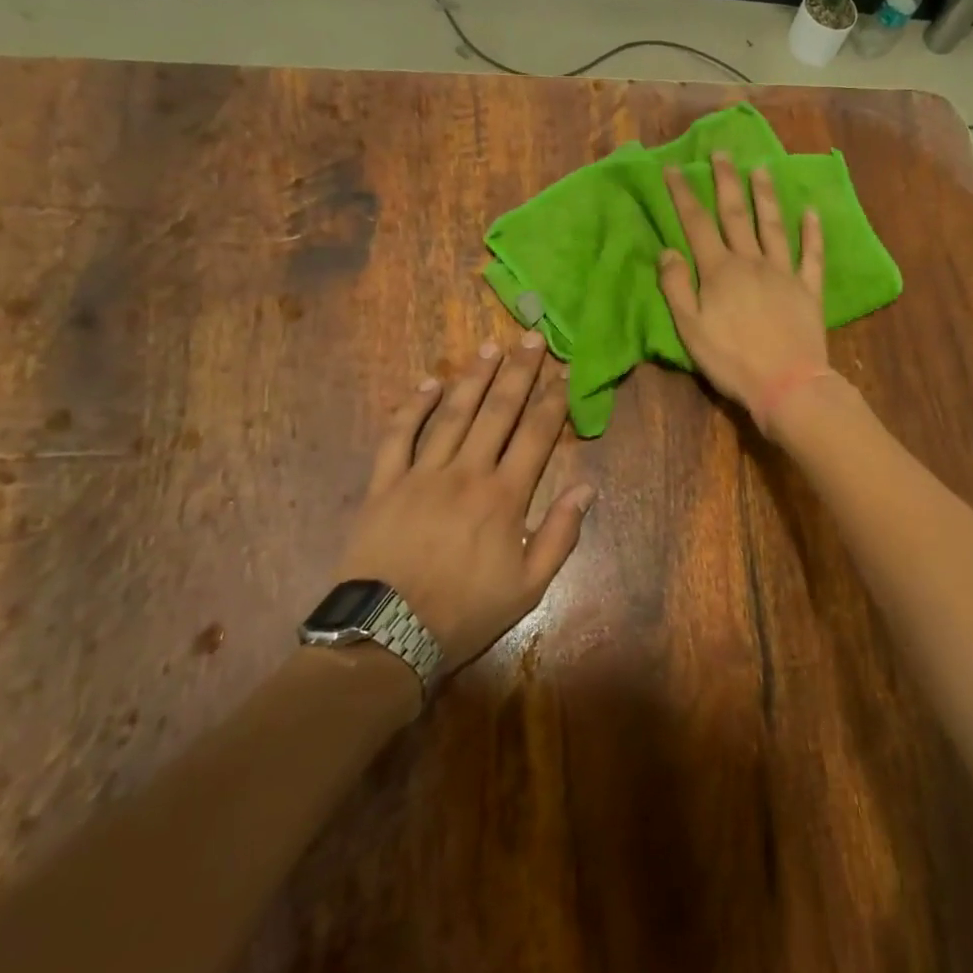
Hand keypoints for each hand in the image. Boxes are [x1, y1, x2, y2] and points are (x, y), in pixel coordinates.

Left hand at [336, 334, 594, 673]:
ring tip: (490, 347)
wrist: (387, 636)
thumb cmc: (465, 612)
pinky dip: (412, 407)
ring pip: (452, 414)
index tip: (564, 371)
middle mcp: (466, 472)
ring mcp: (421, 474)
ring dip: (473, 378)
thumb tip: (587, 487)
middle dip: (518, 372)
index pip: (536, 434)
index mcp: (504, 496)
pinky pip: (398, 436)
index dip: (552, 400)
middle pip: (497, 411)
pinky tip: (428, 383)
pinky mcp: (384, 484)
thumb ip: (560, 533)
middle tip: (530, 337)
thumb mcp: (529, 585)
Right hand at [659, 153, 827, 422]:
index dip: (683, 195)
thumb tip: (667, 250)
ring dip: (765, 196)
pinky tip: (812, 212)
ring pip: (773, 225)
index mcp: (720, 271)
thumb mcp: (690, 329)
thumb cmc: (732, 360)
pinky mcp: (809, 289)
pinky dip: (812, 232)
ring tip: (761, 169)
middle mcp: (752, 261)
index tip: (674, 169)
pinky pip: (811, 255)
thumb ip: (677, 287)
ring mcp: (784, 272)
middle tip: (721, 153)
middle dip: (726, 181)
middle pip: (736, 214)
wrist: (786, 384)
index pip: (697, 224)